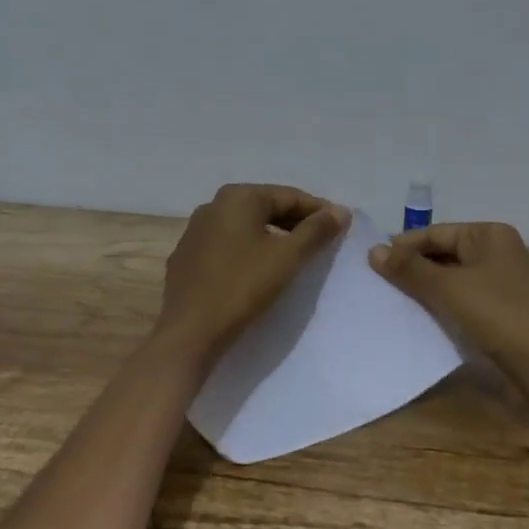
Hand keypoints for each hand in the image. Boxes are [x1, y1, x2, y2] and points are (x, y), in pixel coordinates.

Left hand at [155, 184, 350, 361]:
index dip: (318, 210)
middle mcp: (213, 205)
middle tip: (322, 241)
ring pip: (245, 226)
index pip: (289, 196)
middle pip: (266, 207)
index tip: (341, 226)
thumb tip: (341, 211)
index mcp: (238, 197)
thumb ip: (317, 230)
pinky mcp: (187, 257)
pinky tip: (259, 269)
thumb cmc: (243, 286)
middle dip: (296, 222)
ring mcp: (195, 231)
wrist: (190, 332)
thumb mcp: (288, 257)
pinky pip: (227, 244)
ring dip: (273, 235)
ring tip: (295, 254)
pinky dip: (248, 249)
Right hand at [369, 222, 528, 372]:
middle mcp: (498, 250)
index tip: (372, 262)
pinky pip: (464, 296)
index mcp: (490, 234)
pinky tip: (421, 314)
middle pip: (444, 253)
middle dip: (414, 267)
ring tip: (394, 298)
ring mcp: (502, 280)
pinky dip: (442, 302)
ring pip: (453, 276)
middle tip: (379, 282)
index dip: (404, 246)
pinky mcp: (502, 307)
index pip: (436, 233)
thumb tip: (374, 251)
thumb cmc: (495, 314)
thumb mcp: (446, 288)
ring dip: (426, 286)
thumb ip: (409, 268)